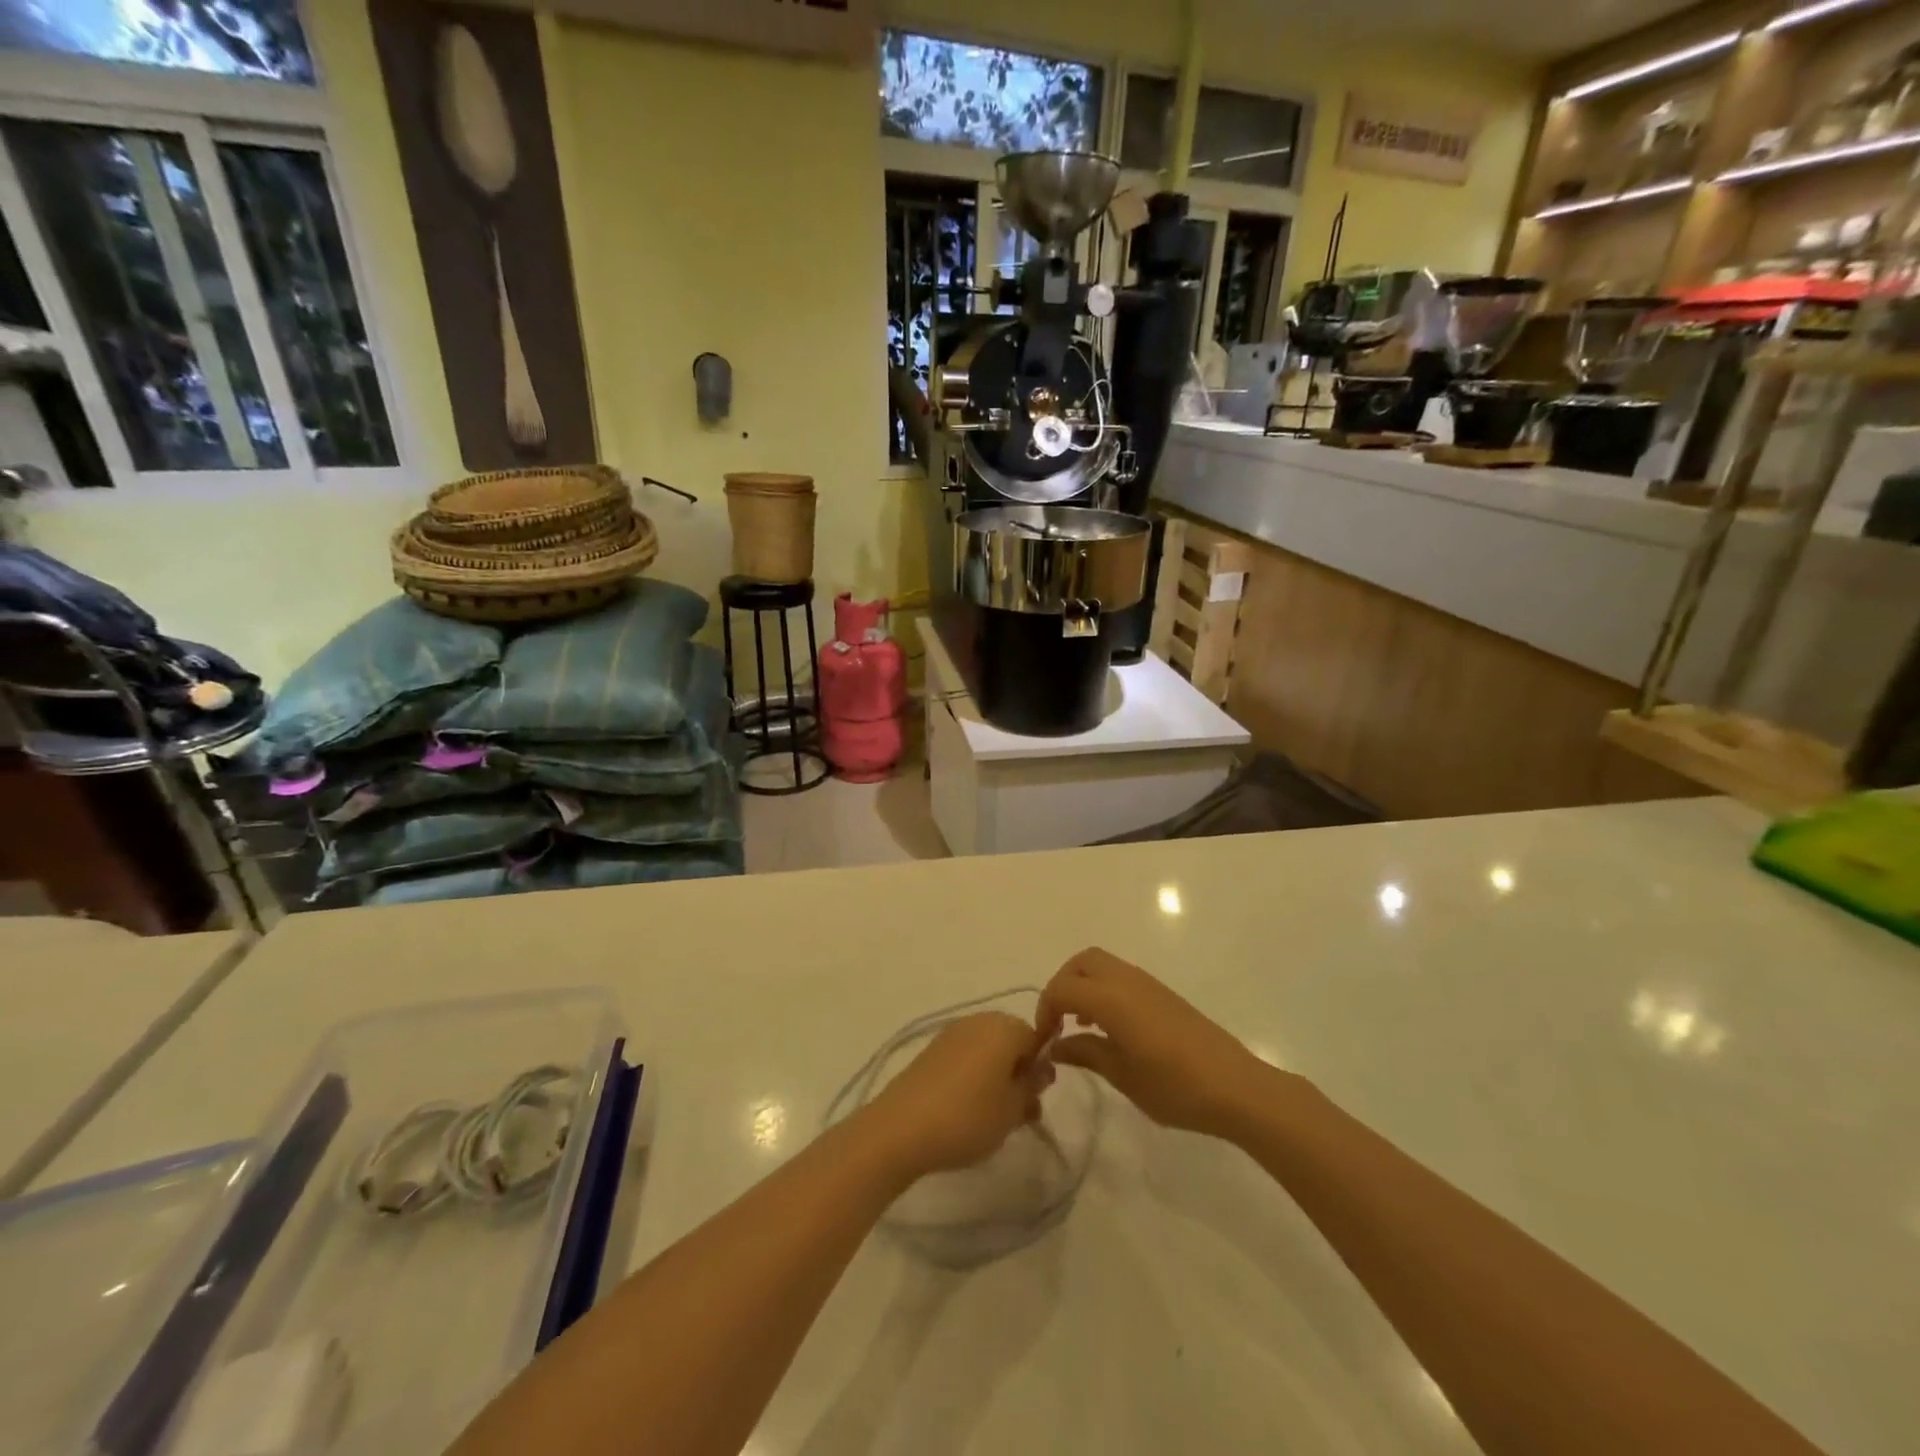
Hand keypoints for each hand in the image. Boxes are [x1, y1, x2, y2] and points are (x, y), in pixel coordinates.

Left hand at [862, 1012, 1048, 1180]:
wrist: (901, 1128)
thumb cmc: (968, 1117)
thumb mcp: (1013, 1109)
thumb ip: (1032, 1085)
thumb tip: (1042, 1068)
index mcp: (1004, 1027)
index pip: (1036, 1039)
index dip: (1039, 1070)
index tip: (1034, 1101)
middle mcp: (978, 1020)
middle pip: (1010, 1042)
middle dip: (1018, 1074)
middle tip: (1018, 1113)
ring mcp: (952, 1033)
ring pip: (987, 1051)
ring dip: (996, 1078)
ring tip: (993, 1118)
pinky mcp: (931, 1050)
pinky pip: (965, 1058)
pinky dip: (973, 1077)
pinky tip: (967, 1109)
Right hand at [1037, 948, 1270, 1138]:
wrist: (1235, 1087)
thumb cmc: (1174, 1086)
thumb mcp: (1122, 1075)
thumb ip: (1085, 1053)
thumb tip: (1055, 1046)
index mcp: (1111, 998)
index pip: (1062, 987)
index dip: (1044, 1009)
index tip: (1043, 1040)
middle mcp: (1126, 980)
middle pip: (1081, 962)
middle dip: (1062, 985)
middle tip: (1058, 1021)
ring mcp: (1147, 983)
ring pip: (1102, 965)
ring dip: (1083, 985)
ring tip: (1080, 1026)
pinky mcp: (1162, 993)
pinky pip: (1120, 976)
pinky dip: (1103, 990)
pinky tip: (1109, 1027)